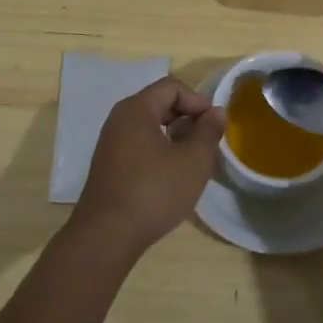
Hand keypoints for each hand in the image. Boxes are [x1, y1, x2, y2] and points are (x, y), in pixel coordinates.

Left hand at [66, 77, 226, 256]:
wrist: (107, 236)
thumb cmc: (154, 192)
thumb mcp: (193, 162)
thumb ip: (208, 132)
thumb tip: (216, 113)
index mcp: (136, 110)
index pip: (171, 87)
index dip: (197, 101)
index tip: (213, 126)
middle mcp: (119, 119)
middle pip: (159, 103)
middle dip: (187, 117)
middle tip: (206, 142)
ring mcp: (110, 143)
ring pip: (149, 125)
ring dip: (174, 135)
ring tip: (191, 160)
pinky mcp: (108, 164)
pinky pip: (138, 143)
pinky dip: (158, 150)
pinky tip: (170, 176)